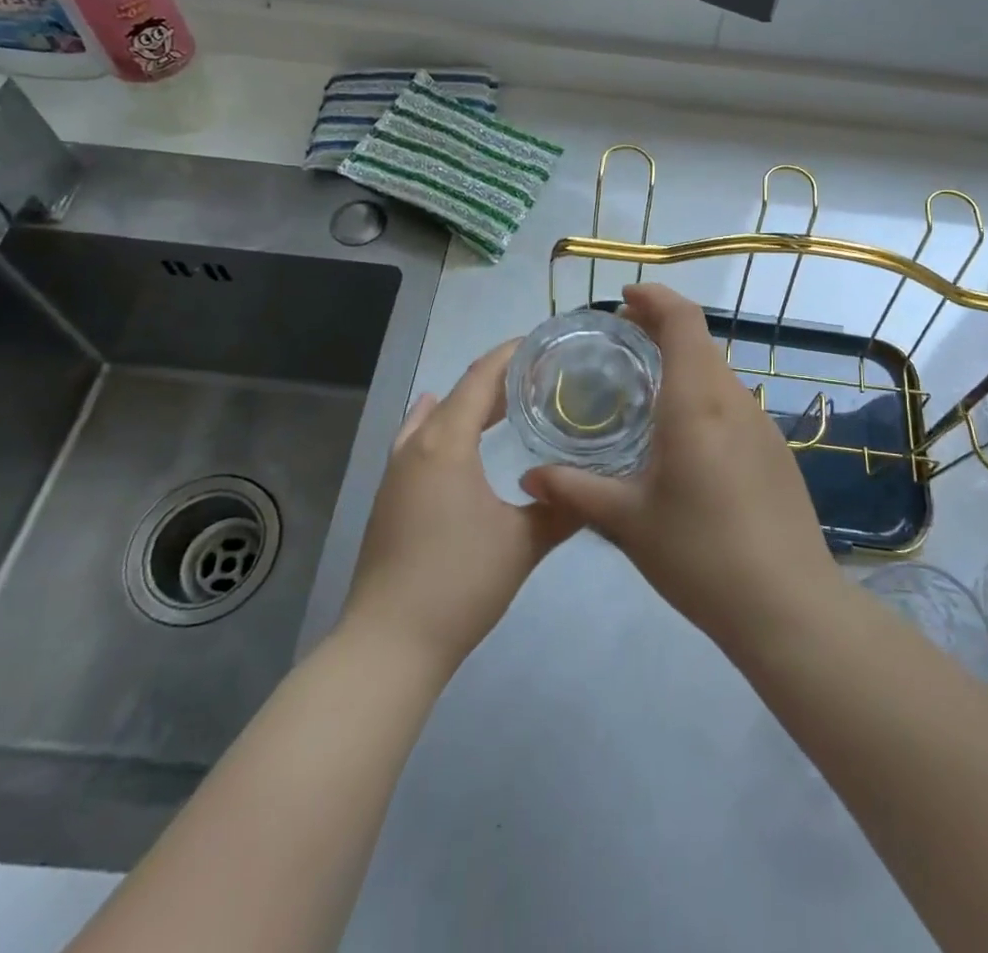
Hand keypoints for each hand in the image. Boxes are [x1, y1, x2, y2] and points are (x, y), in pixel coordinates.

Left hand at [342, 341, 578, 674]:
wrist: (389, 644)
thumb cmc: (460, 582)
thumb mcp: (524, 542)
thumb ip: (563, 508)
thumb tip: (597, 487)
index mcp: (446, 443)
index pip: (481, 379)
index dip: (511, 354)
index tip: (543, 342)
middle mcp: (416, 446)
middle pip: (459, 394)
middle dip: (497, 380)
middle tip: (541, 376)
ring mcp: (397, 472)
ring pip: (436, 417)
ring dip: (470, 404)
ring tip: (507, 402)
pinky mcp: (391, 497)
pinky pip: (419, 441)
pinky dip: (444, 426)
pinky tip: (451, 433)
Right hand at [520, 284, 843, 649]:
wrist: (787, 605)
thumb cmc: (700, 555)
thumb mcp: (627, 522)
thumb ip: (575, 490)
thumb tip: (529, 476)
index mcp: (697, 401)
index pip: (682, 320)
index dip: (655, 298)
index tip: (623, 298)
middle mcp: (734, 400)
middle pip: (700, 341)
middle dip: (661, 328)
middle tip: (620, 341)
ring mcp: (762, 424)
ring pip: (718, 373)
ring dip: (683, 364)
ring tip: (644, 389)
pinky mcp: (775, 451)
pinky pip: (733, 404)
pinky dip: (703, 395)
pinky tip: (682, 437)